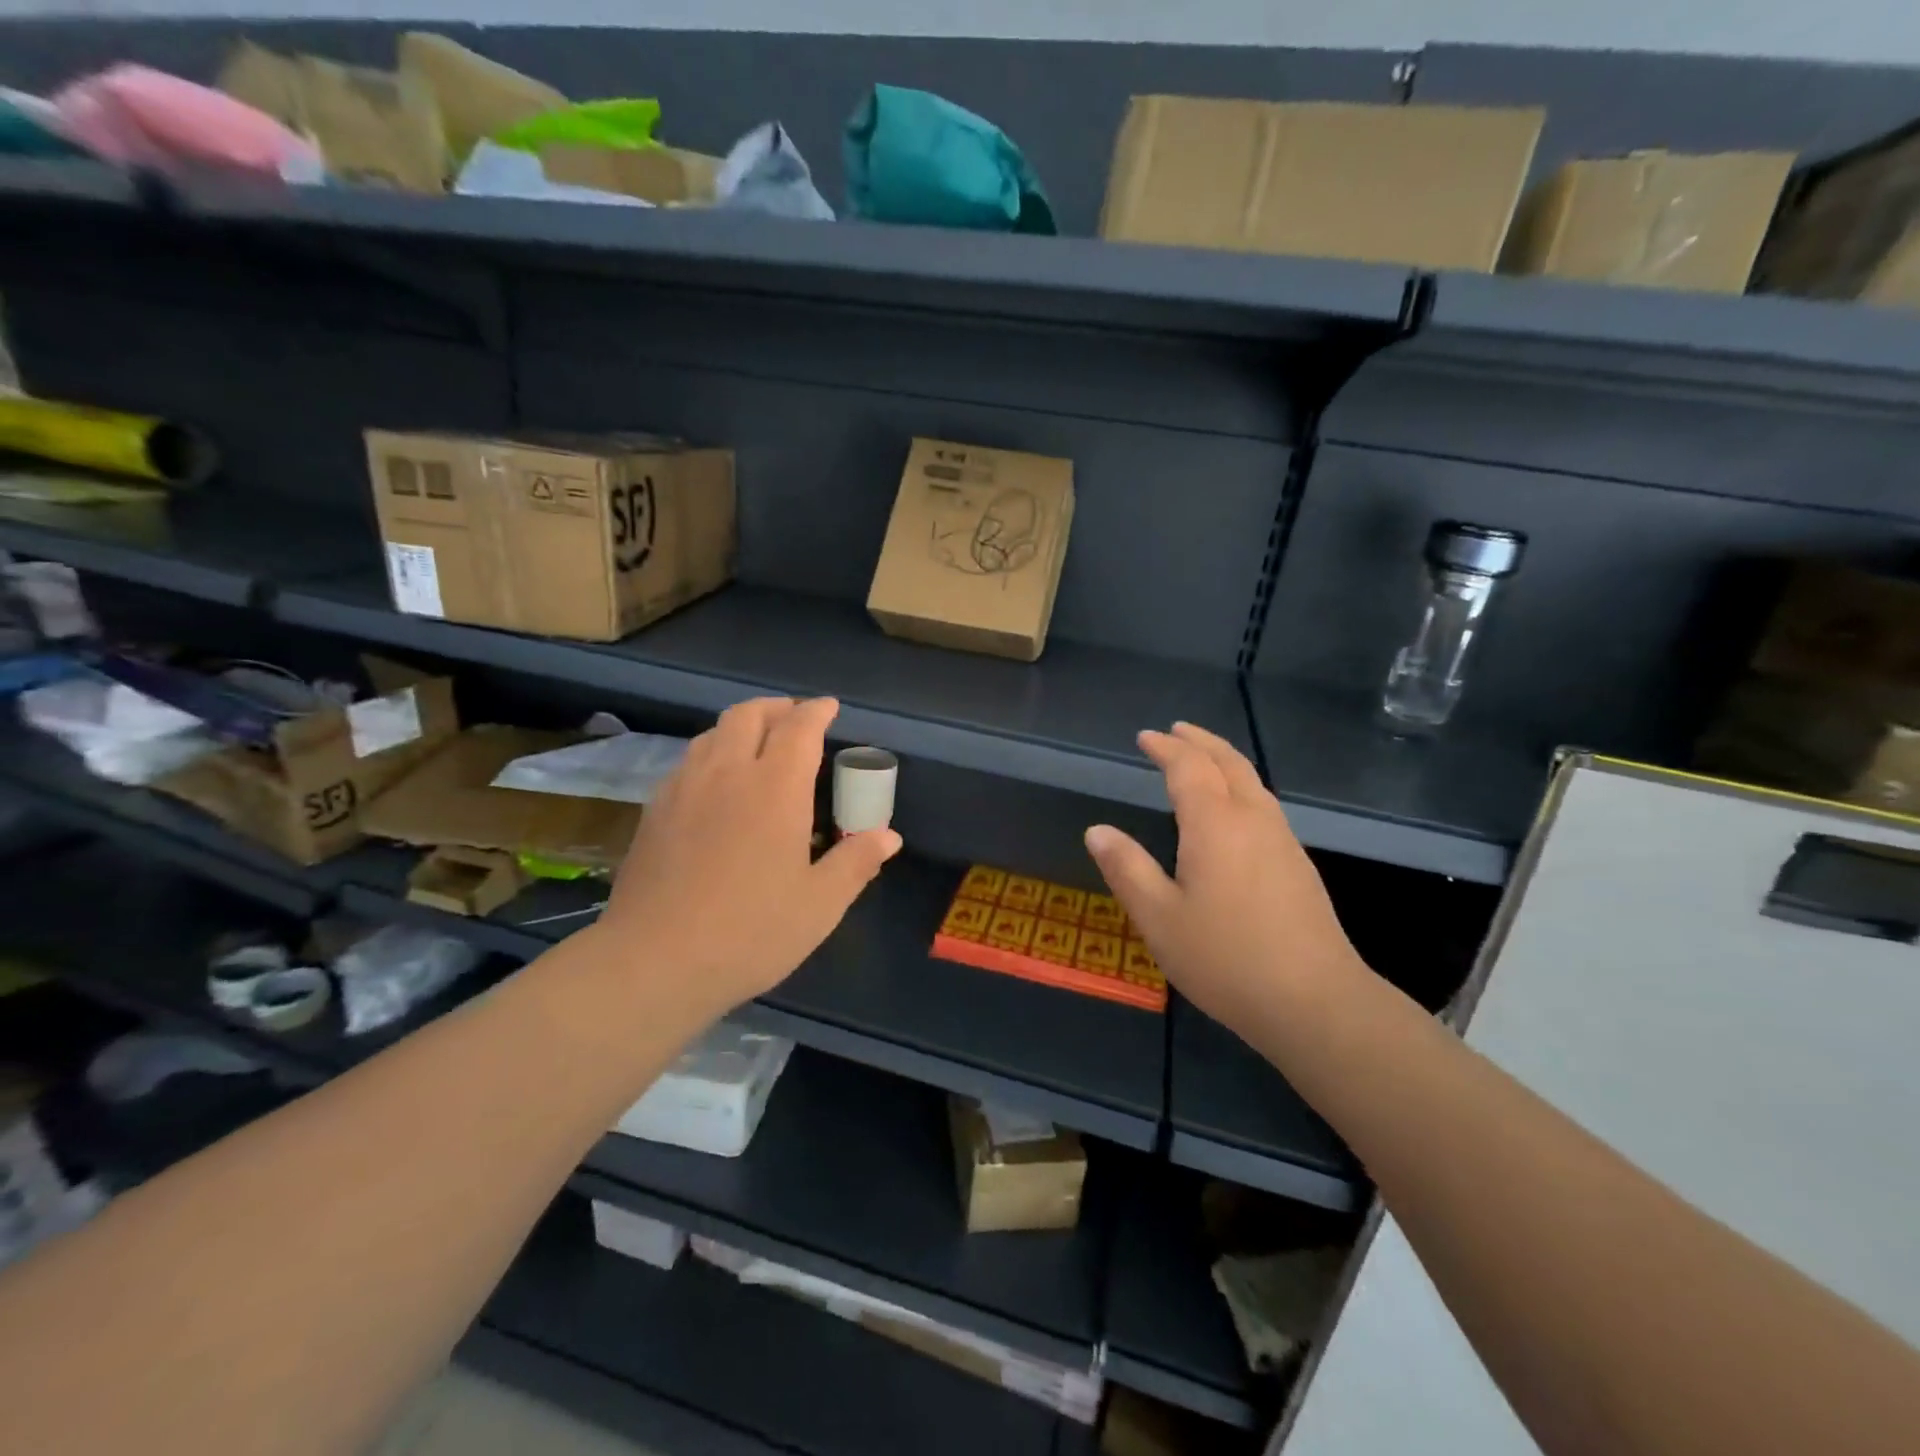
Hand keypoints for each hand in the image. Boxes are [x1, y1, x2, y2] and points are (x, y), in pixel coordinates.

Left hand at [594, 697, 901, 1017]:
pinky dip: (711, 754)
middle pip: (749, 715)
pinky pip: (687, 762)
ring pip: (712, 734)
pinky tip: (715, 783)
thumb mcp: (819, 905)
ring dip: (741, 726)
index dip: (816, 712)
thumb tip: (888, 837)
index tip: (829, 707)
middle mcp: (727, 773)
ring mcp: (684, 789)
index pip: (799, 728)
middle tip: (795, 717)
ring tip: (757, 743)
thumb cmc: (750, 932)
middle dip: (776, 708)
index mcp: (775, 788)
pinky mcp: (654, 811)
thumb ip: (856, 863)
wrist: (653, 962)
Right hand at [1084, 723, 1366, 1034]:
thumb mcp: (1159, 918)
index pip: (1188, 767)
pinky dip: (1241, 786)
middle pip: (1229, 763)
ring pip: (1253, 782)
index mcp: (1215, 824)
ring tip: (1203, 758)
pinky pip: (1265, 804)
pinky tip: (1235, 810)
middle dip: (1200, 741)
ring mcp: (1282, 841)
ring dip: (1224, 760)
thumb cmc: (1225, 958)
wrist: (1315, 1002)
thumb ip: (1127, 869)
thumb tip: (1097, 830)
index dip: (1166, 748)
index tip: (1145, 737)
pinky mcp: (1299, 865)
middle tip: (1176, 730)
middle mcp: (1253, 820)